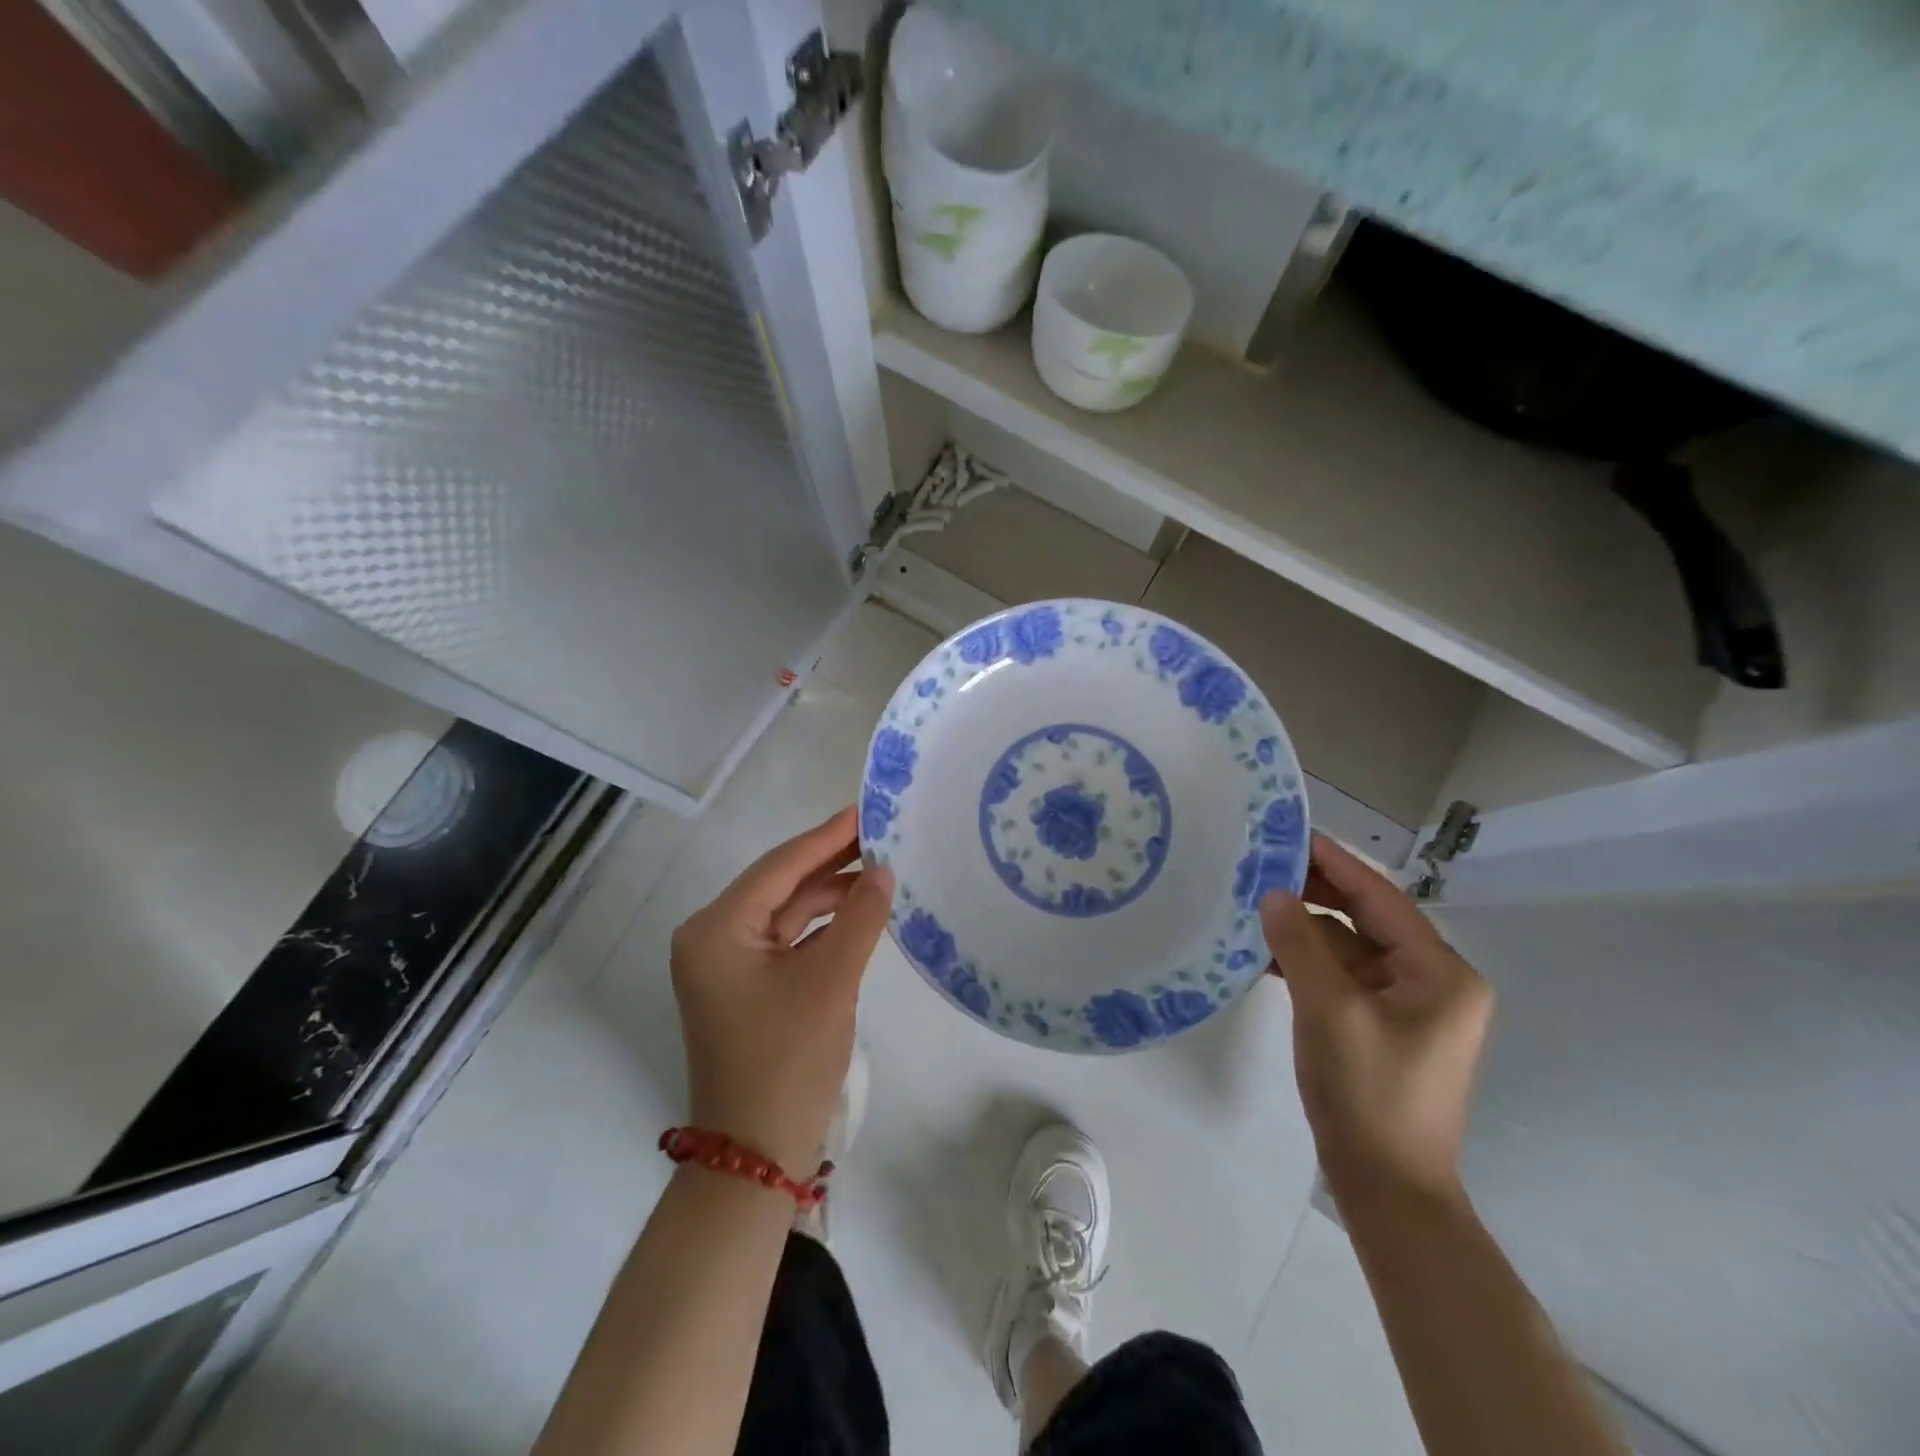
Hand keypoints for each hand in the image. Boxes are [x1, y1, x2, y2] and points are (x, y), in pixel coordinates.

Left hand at [669, 806, 893, 1174]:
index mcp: (716, 928)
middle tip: (882, 836)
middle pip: (780, 886)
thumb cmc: (787, 1060)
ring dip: (830, 895)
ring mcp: (726, 963)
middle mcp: (712, 937)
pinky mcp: (744, 985)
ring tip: (881, 872)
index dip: (827, 837)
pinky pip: (787, 940)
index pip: (779, 866)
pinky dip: (821, 927)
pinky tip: (859, 912)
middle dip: (831, 863)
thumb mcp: (830, 981)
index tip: (865, 810)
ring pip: (786, 912)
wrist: (755, 1154)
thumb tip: (884, 870)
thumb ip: (859, 917)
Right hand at [1260, 833, 1493, 1205]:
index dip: (1335, 863)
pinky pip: (1345, 978)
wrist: (1387, 1188)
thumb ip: (1299, 943)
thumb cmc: (1368, 1093)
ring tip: (1255, 903)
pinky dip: (1310, 963)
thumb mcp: (1328, 1009)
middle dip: (1317, 893)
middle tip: (1263, 865)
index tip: (1291, 834)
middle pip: (1368, 919)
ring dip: (1307, 929)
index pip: (1381, 898)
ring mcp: (1410, 1008)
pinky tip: (1267, 954)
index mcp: (1441, 973)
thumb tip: (1273, 894)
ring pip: (1352, 949)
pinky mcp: (1384, 1029)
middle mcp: (1435, 982)